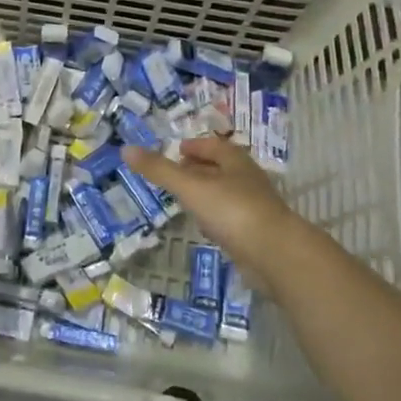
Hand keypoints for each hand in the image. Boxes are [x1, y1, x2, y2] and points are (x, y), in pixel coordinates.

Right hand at [121, 136, 299, 282]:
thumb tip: (126, 149)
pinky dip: (215, 217)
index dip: (195, 146)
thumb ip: (159, 170)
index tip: (177, 150)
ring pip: (225, 193)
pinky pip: (230, 218)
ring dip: (207, 193)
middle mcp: (247, 180)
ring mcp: (253, 207)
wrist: (274, 254)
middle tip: (176, 173)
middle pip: (221, 168)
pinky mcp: (255, 233)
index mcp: (235, 161)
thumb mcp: (190, 187)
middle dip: (199, 168)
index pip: (213, 146)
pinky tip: (204, 227)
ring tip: (185, 199)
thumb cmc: (232, 210)